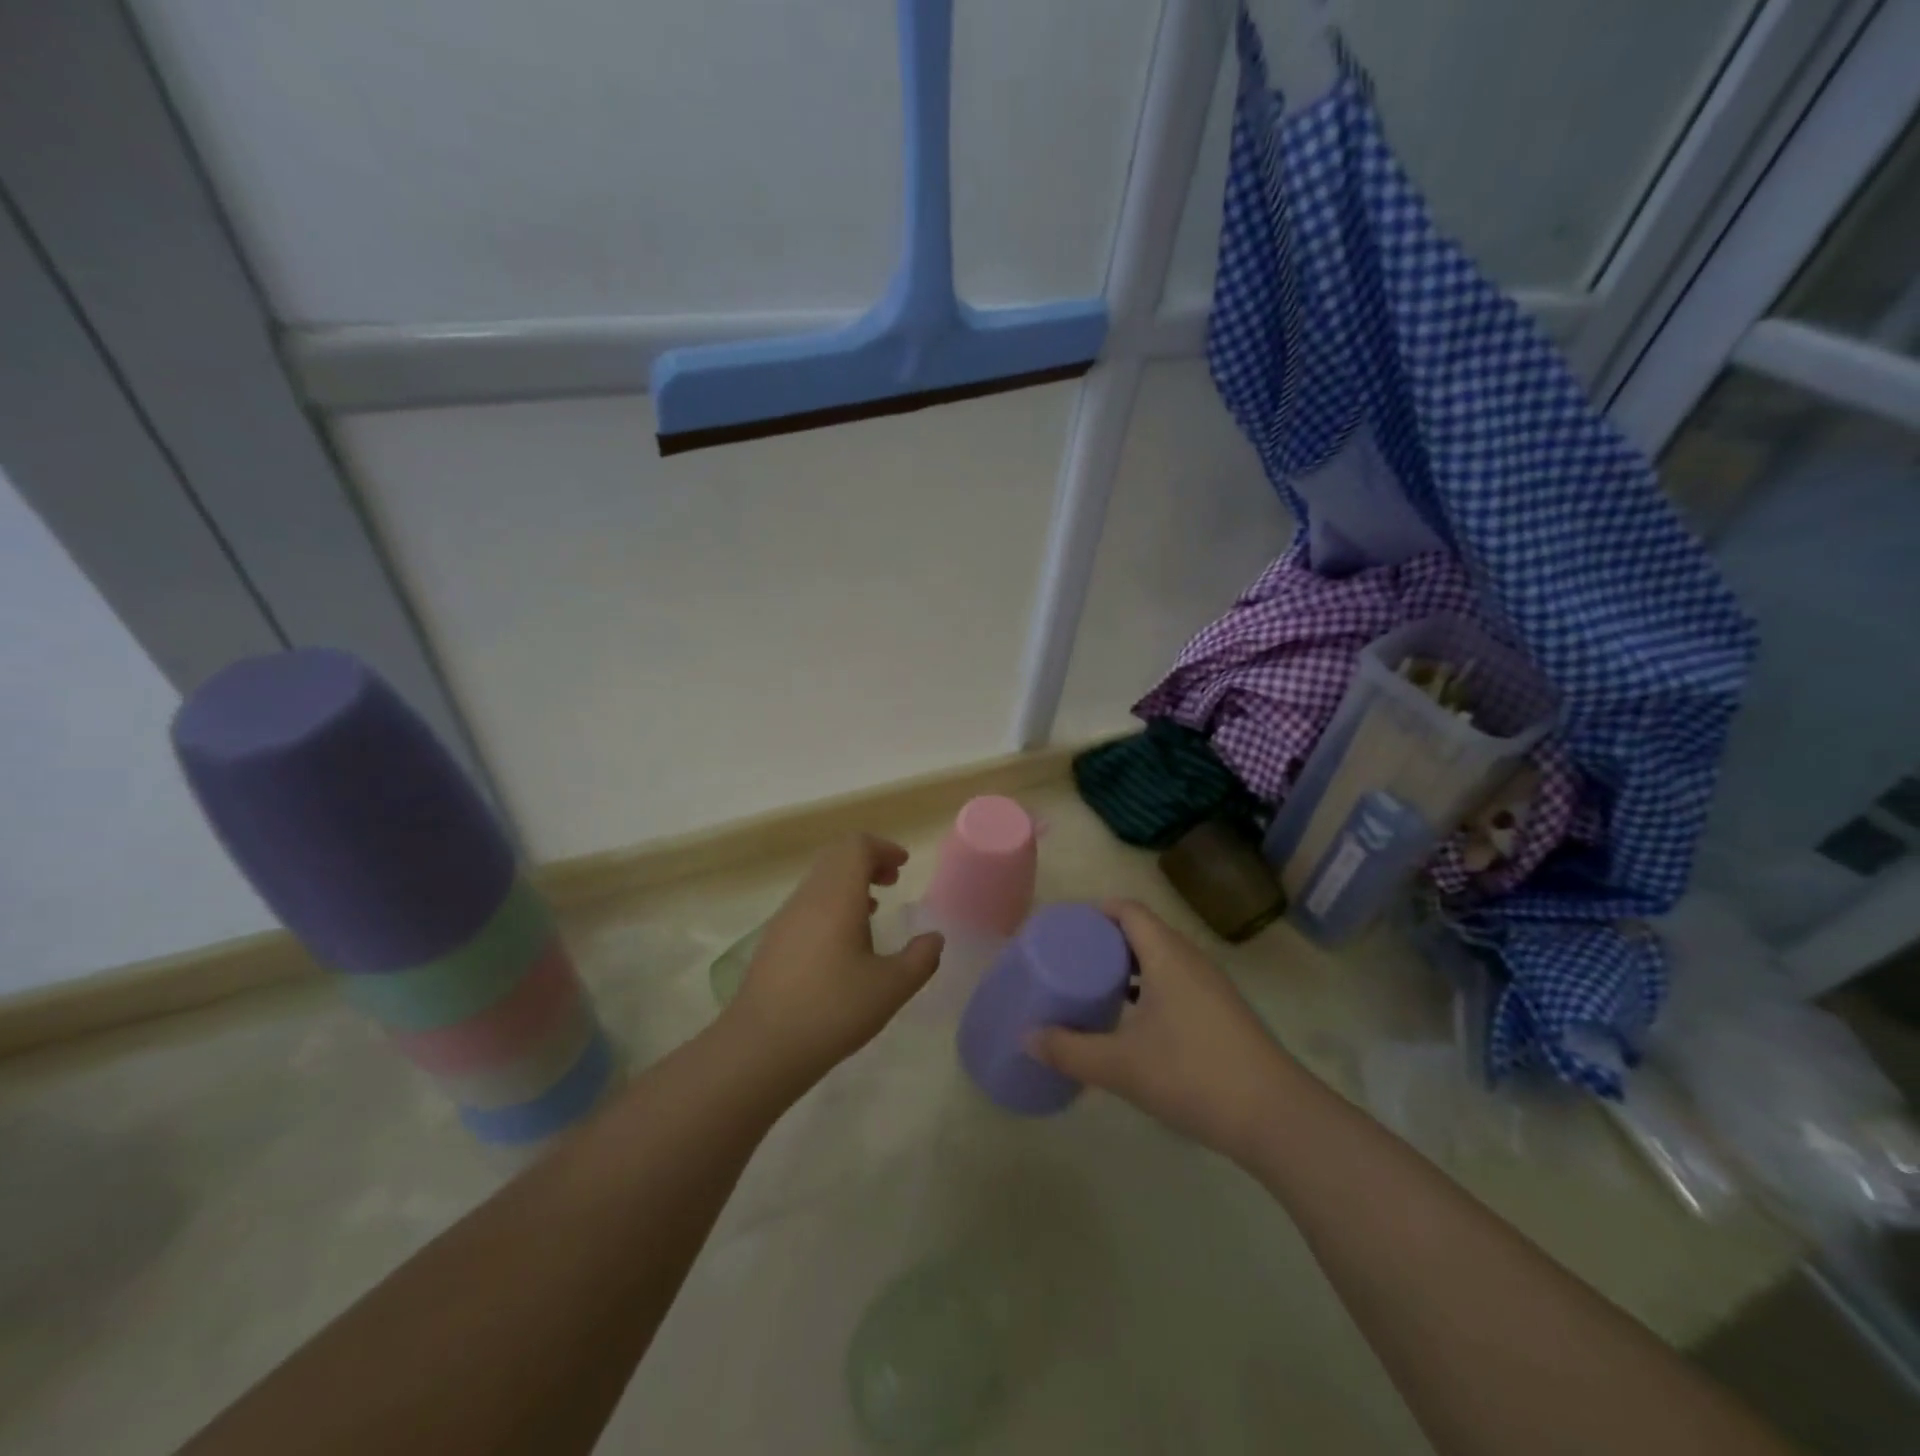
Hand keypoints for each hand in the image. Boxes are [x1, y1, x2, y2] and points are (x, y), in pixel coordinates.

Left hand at [723, 834, 943, 1090]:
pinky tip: (843, 941)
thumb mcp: (891, 988)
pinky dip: (831, 903)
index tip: (903, 866)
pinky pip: (807, 904)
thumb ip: (920, 958)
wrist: (761, 1047)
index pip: (856, 846)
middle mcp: (808, 897)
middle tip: (892, 881)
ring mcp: (785, 918)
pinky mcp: (773, 941)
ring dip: (848, 883)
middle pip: (836, 857)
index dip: (883, 848)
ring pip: (819, 880)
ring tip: (873, 909)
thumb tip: (934, 938)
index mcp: (837, 896)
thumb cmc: (833, 1010)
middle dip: (867, 861)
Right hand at [1030, 899, 1293, 1161]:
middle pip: (1144, 931)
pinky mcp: (1223, 1014)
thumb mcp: (1121, 1066)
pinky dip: (1151, 989)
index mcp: (1167, 955)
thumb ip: (1070, 1050)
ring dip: (1130, 967)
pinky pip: (1178, 983)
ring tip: (1097, 989)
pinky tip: (1135, 1024)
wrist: (1277, 1118)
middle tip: (1072, 961)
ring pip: (1162, 959)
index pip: (1128, 910)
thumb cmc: (1193, 1075)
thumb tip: (1027, 1037)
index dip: (1095, 911)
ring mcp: (1212, 987)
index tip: (1066, 929)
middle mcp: (1191, 960)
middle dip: (1107, 941)